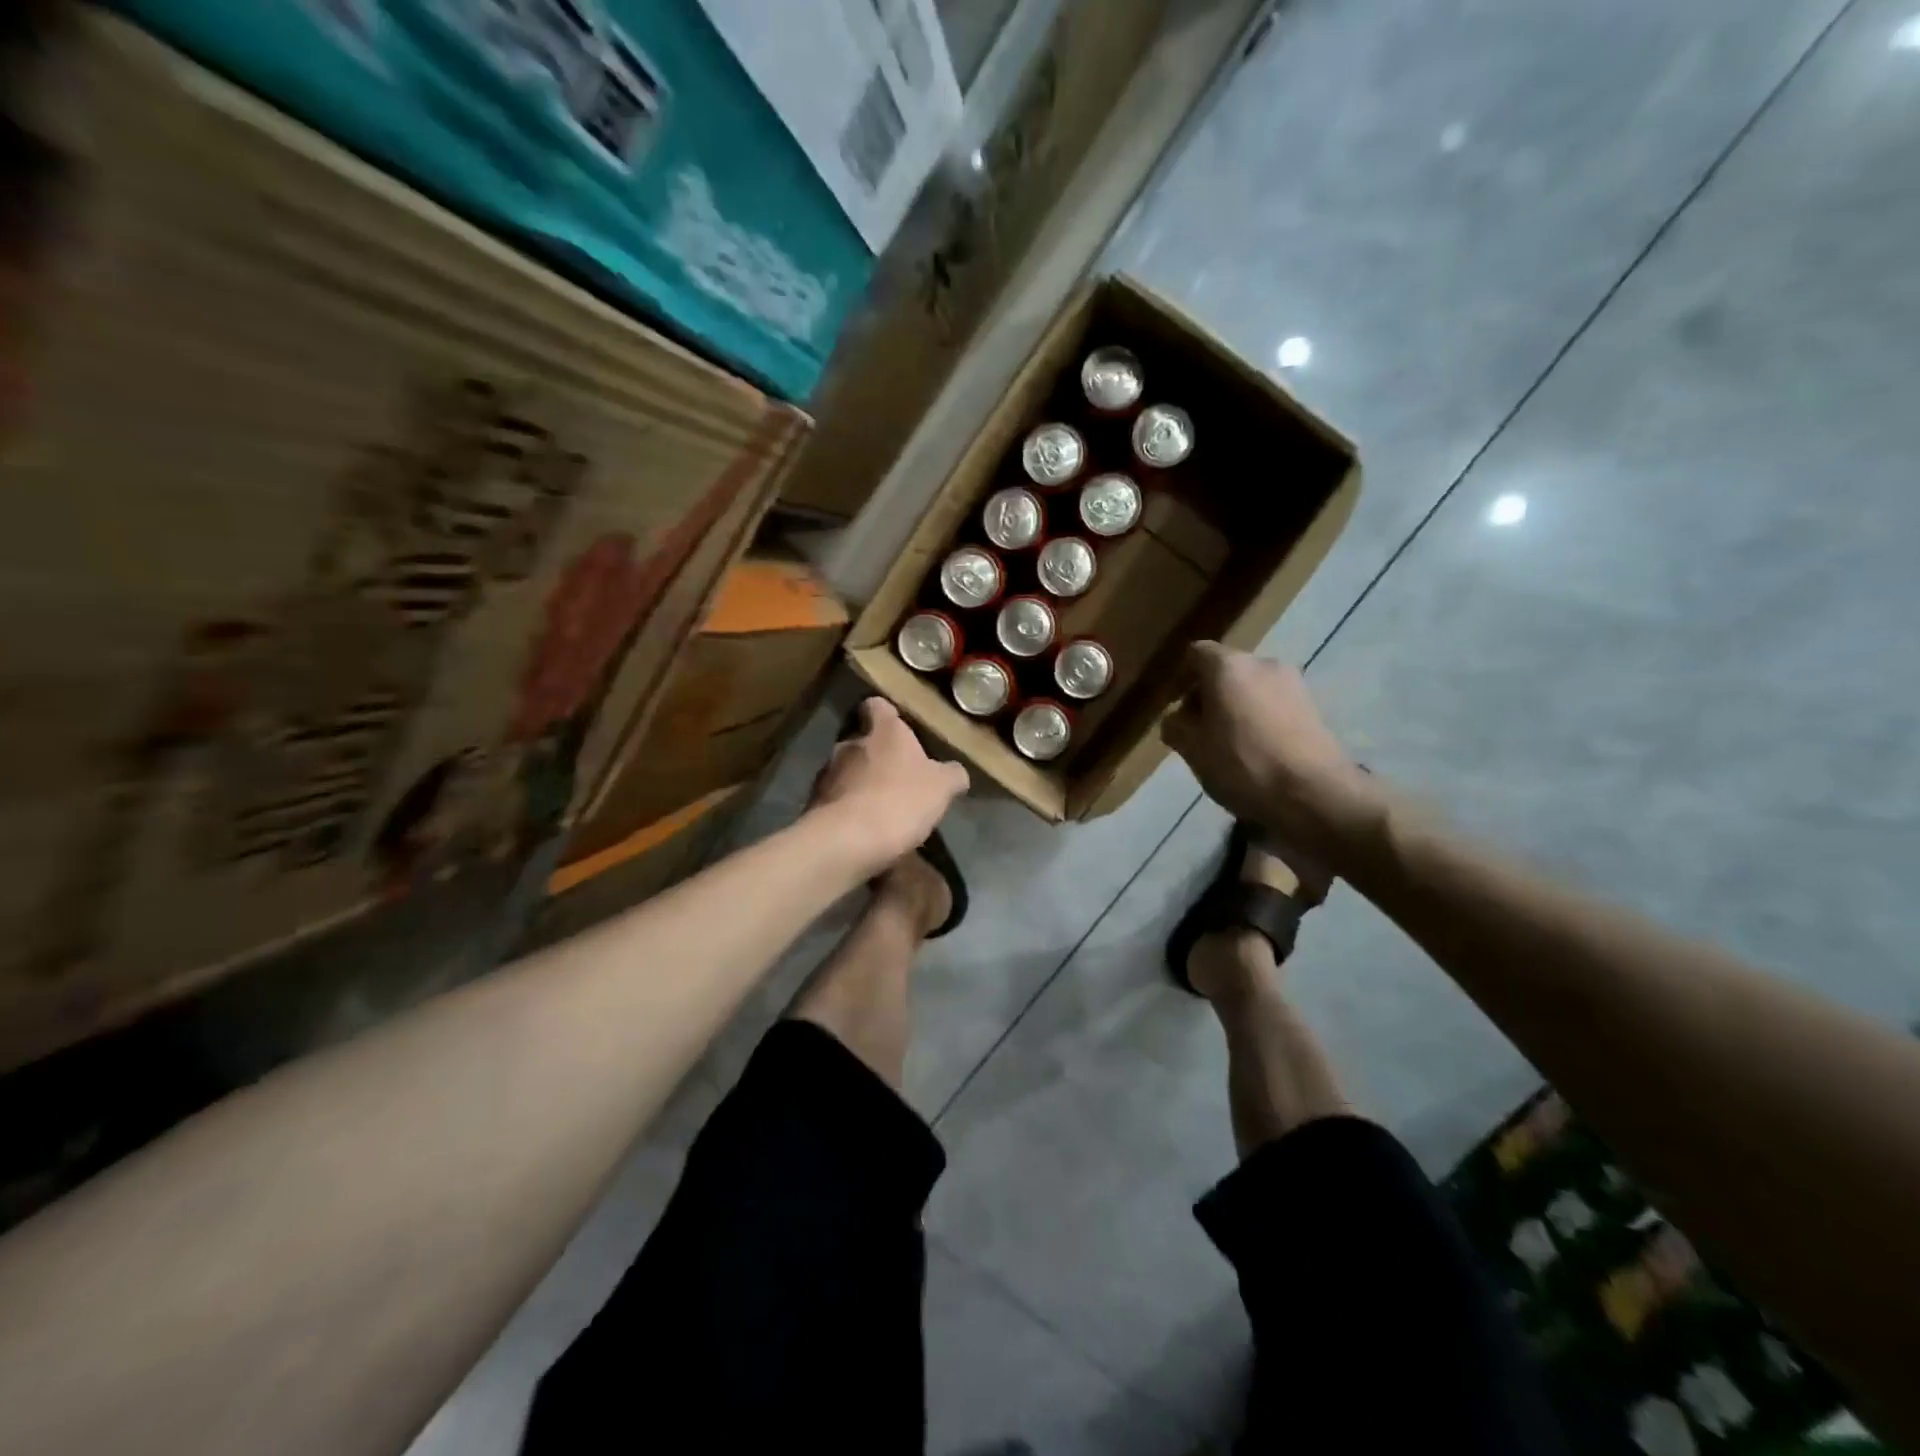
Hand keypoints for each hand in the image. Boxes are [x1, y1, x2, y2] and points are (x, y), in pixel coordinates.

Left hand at [810, 697, 969, 876]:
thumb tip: (955, 771)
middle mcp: (849, 743)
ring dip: (861, 784)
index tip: (899, 728)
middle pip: (862, 741)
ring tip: (881, 810)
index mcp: (883, 731)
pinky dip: (848, 810)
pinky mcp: (813, 804)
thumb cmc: (900, 801)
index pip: (877, 705)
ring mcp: (827, 773)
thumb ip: (951, 774)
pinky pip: (836, 800)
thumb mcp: (942, 788)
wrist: (846, 841)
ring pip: (846, 771)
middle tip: (898, 778)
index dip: (887, 715)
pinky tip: (864, 831)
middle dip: (877, 757)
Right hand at [1161, 643, 1378, 853]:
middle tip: (1199, 732)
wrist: (1314, 794)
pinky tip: (1258, 752)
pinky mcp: (1314, 707)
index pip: (1196, 654)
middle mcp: (1263, 663)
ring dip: (1236, 709)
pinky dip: (1261, 720)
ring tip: (1230, 746)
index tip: (1176, 710)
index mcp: (1228, 666)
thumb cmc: (1242, 765)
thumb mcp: (1192, 750)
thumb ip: (1175, 727)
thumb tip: (1176, 719)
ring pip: (1251, 689)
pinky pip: (1274, 705)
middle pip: (1226, 671)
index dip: (1181, 679)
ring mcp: (1294, 683)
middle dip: (1209, 696)